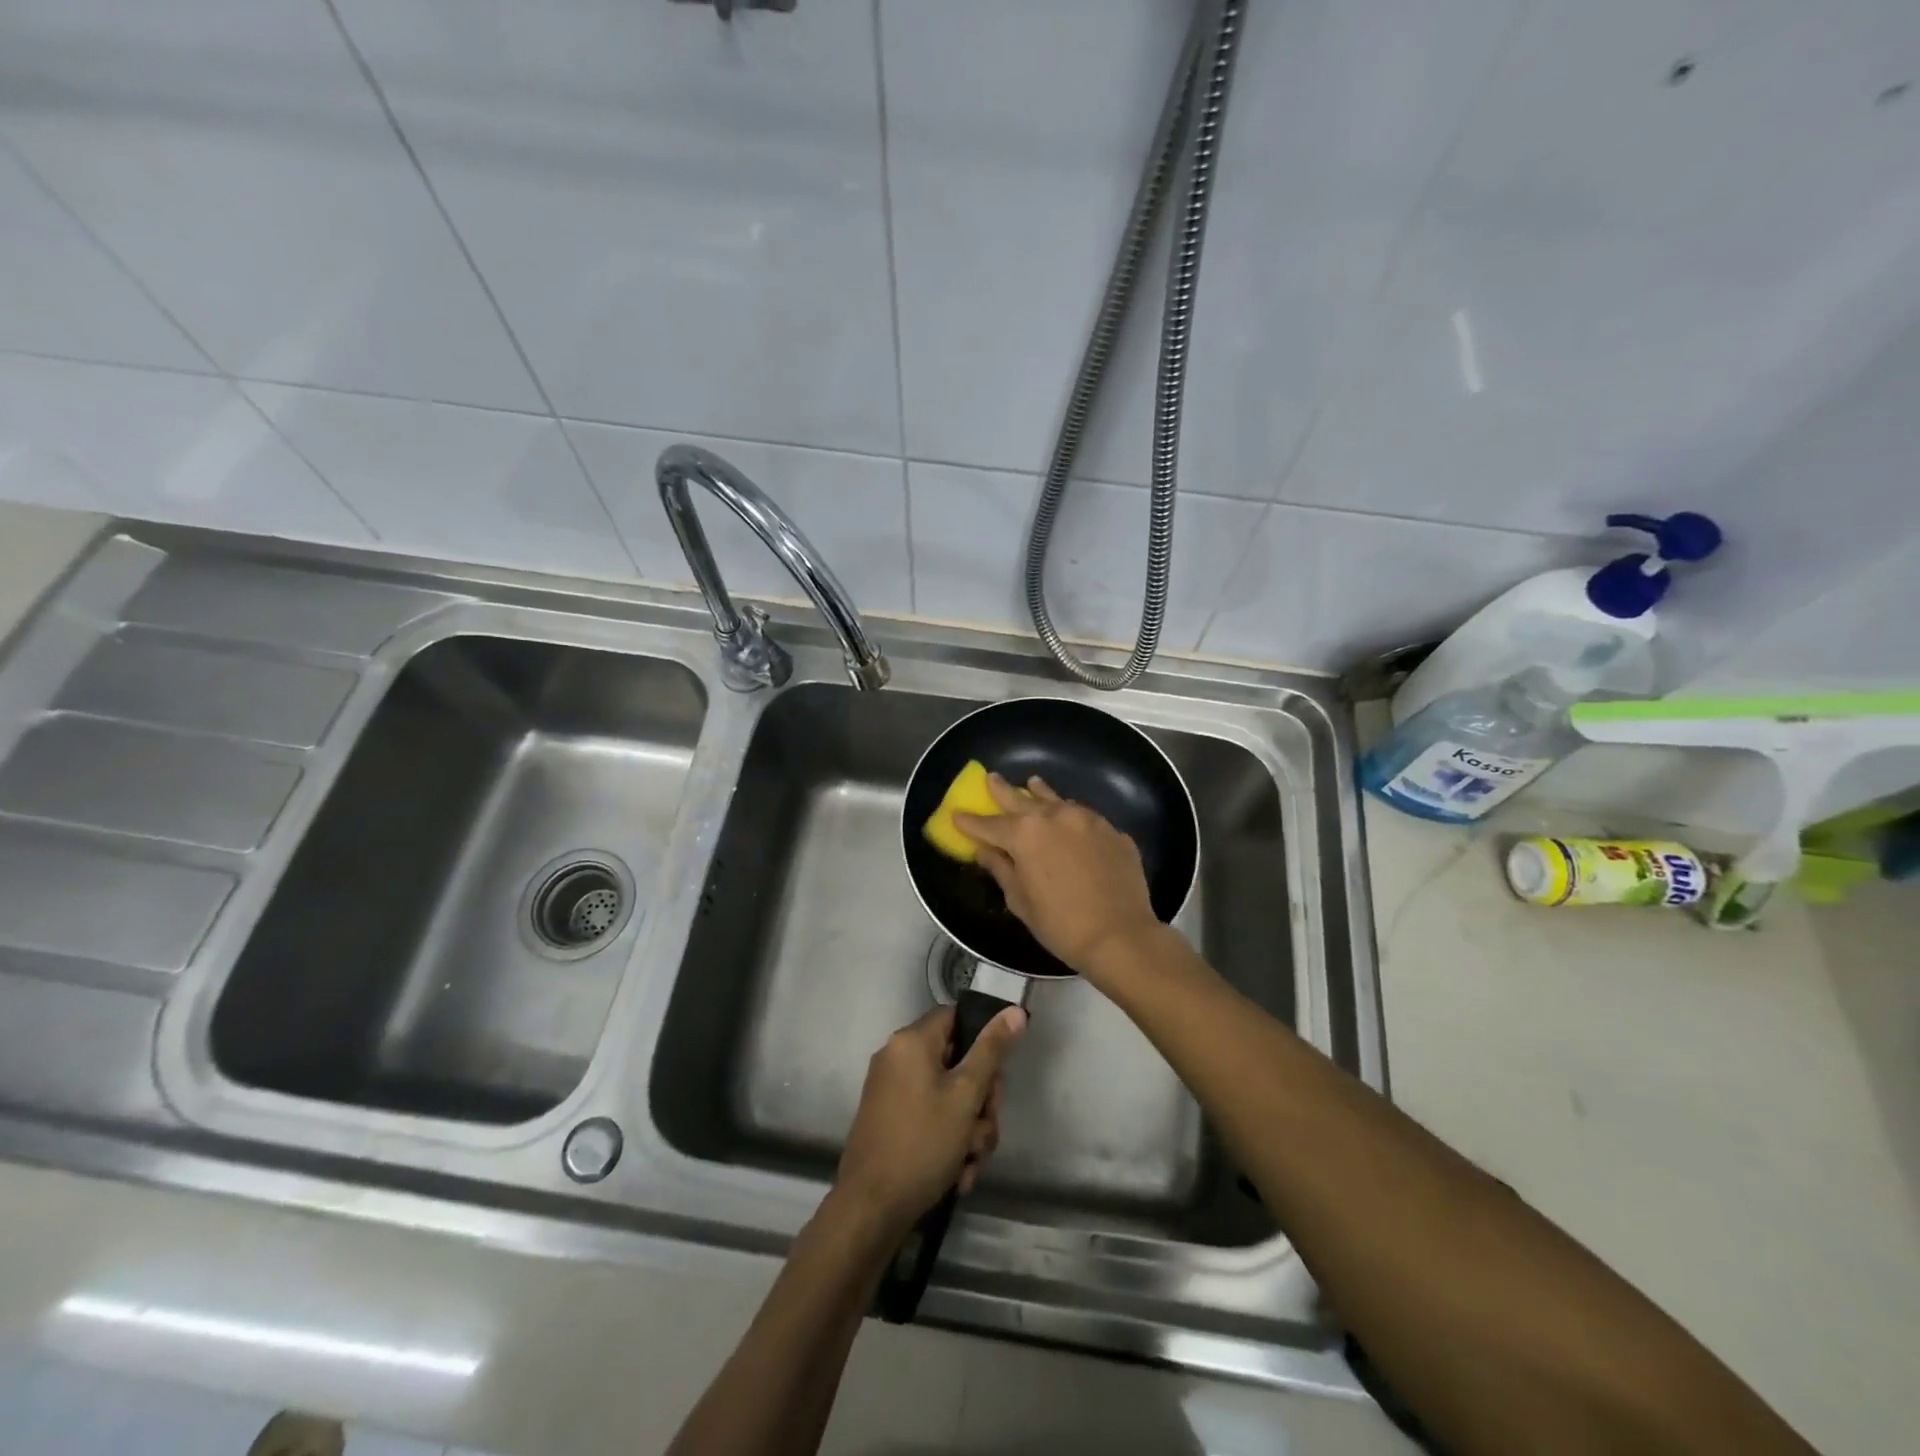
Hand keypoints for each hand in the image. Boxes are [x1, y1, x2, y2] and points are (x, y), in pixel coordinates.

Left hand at [834, 1003, 1026, 1235]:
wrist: (871, 1208)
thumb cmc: (922, 1143)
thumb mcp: (966, 1095)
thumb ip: (992, 1051)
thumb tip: (1014, 1011)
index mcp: (911, 1041)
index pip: (956, 1018)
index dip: (983, 1042)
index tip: (996, 1078)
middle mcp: (898, 1057)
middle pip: (957, 1061)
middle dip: (980, 1100)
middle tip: (986, 1128)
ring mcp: (892, 1090)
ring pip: (948, 1096)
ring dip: (969, 1129)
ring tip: (971, 1161)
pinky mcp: (890, 1120)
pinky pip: (931, 1116)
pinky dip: (948, 1140)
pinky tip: (958, 1173)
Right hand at [953, 774, 1162, 978]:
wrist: (1120, 936)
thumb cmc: (1060, 924)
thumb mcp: (1021, 901)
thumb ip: (1001, 869)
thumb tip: (985, 851)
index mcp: (1025, 834)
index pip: (990, 824)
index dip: (971, 822)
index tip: (957, 815)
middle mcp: (1055, 816)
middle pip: (1021, 799)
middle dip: (1002, 791)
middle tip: (991, 778)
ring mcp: (1088, 820)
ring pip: (1057, 800)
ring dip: (1040, 794)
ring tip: (1032, 783)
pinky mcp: (1113, 831)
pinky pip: (1084, 817)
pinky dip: (1070, 816)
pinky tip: (1069, 821)